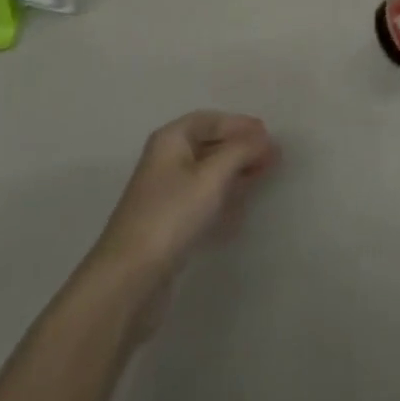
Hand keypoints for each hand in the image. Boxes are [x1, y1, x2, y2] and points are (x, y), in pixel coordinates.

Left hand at [92, 111, 280, 283]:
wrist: (128, 280)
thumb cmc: (171, 216)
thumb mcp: (211, 177)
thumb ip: (240, 152)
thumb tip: (265, 138)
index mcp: (170, 140)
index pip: (209, 120)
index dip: (239, 124)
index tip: (267, 134)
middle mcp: (165, 161)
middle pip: (208, 145)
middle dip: (239, 149)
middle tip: (271, 157)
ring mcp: (164, 195)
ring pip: (206, 175)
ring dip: (233, 174)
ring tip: (261, 178)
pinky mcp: (167, 226)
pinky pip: (201, 202)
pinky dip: (222, 200)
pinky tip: (239, 212)